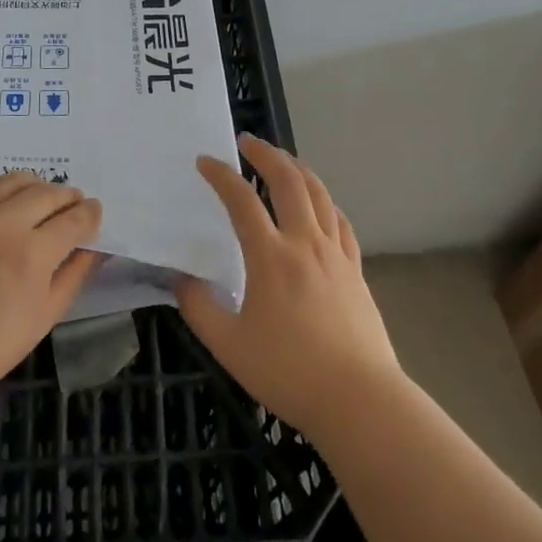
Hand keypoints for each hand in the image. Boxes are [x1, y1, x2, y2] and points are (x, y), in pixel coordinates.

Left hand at [0, 171, 103, 414]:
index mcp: (34, 252)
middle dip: (67, 198)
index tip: (93, 214)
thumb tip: (96, 247)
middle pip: (48, 193)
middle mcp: (4, 220)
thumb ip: (74, 276)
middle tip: (70, 207)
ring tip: (34, 200)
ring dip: (32, 187)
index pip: (76, 219)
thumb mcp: (42, 319)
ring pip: (12, 180)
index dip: (90, 214)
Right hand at [177, 135, 400, 439]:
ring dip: (298, 169)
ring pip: (320, 194)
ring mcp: (336, 254)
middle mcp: (305, 242)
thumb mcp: (228, 345)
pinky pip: (341, 222)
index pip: (241, 199)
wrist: (359, 399)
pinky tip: (320, 206)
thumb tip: (182, 277)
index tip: (204, 162)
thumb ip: (199, 307)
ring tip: (283, 160)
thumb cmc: (288, 371)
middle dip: (266, 154)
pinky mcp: (356, 270)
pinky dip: (325, 202)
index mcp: (271, 256)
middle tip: (247, 142)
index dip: (220, 175)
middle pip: (288, 180)